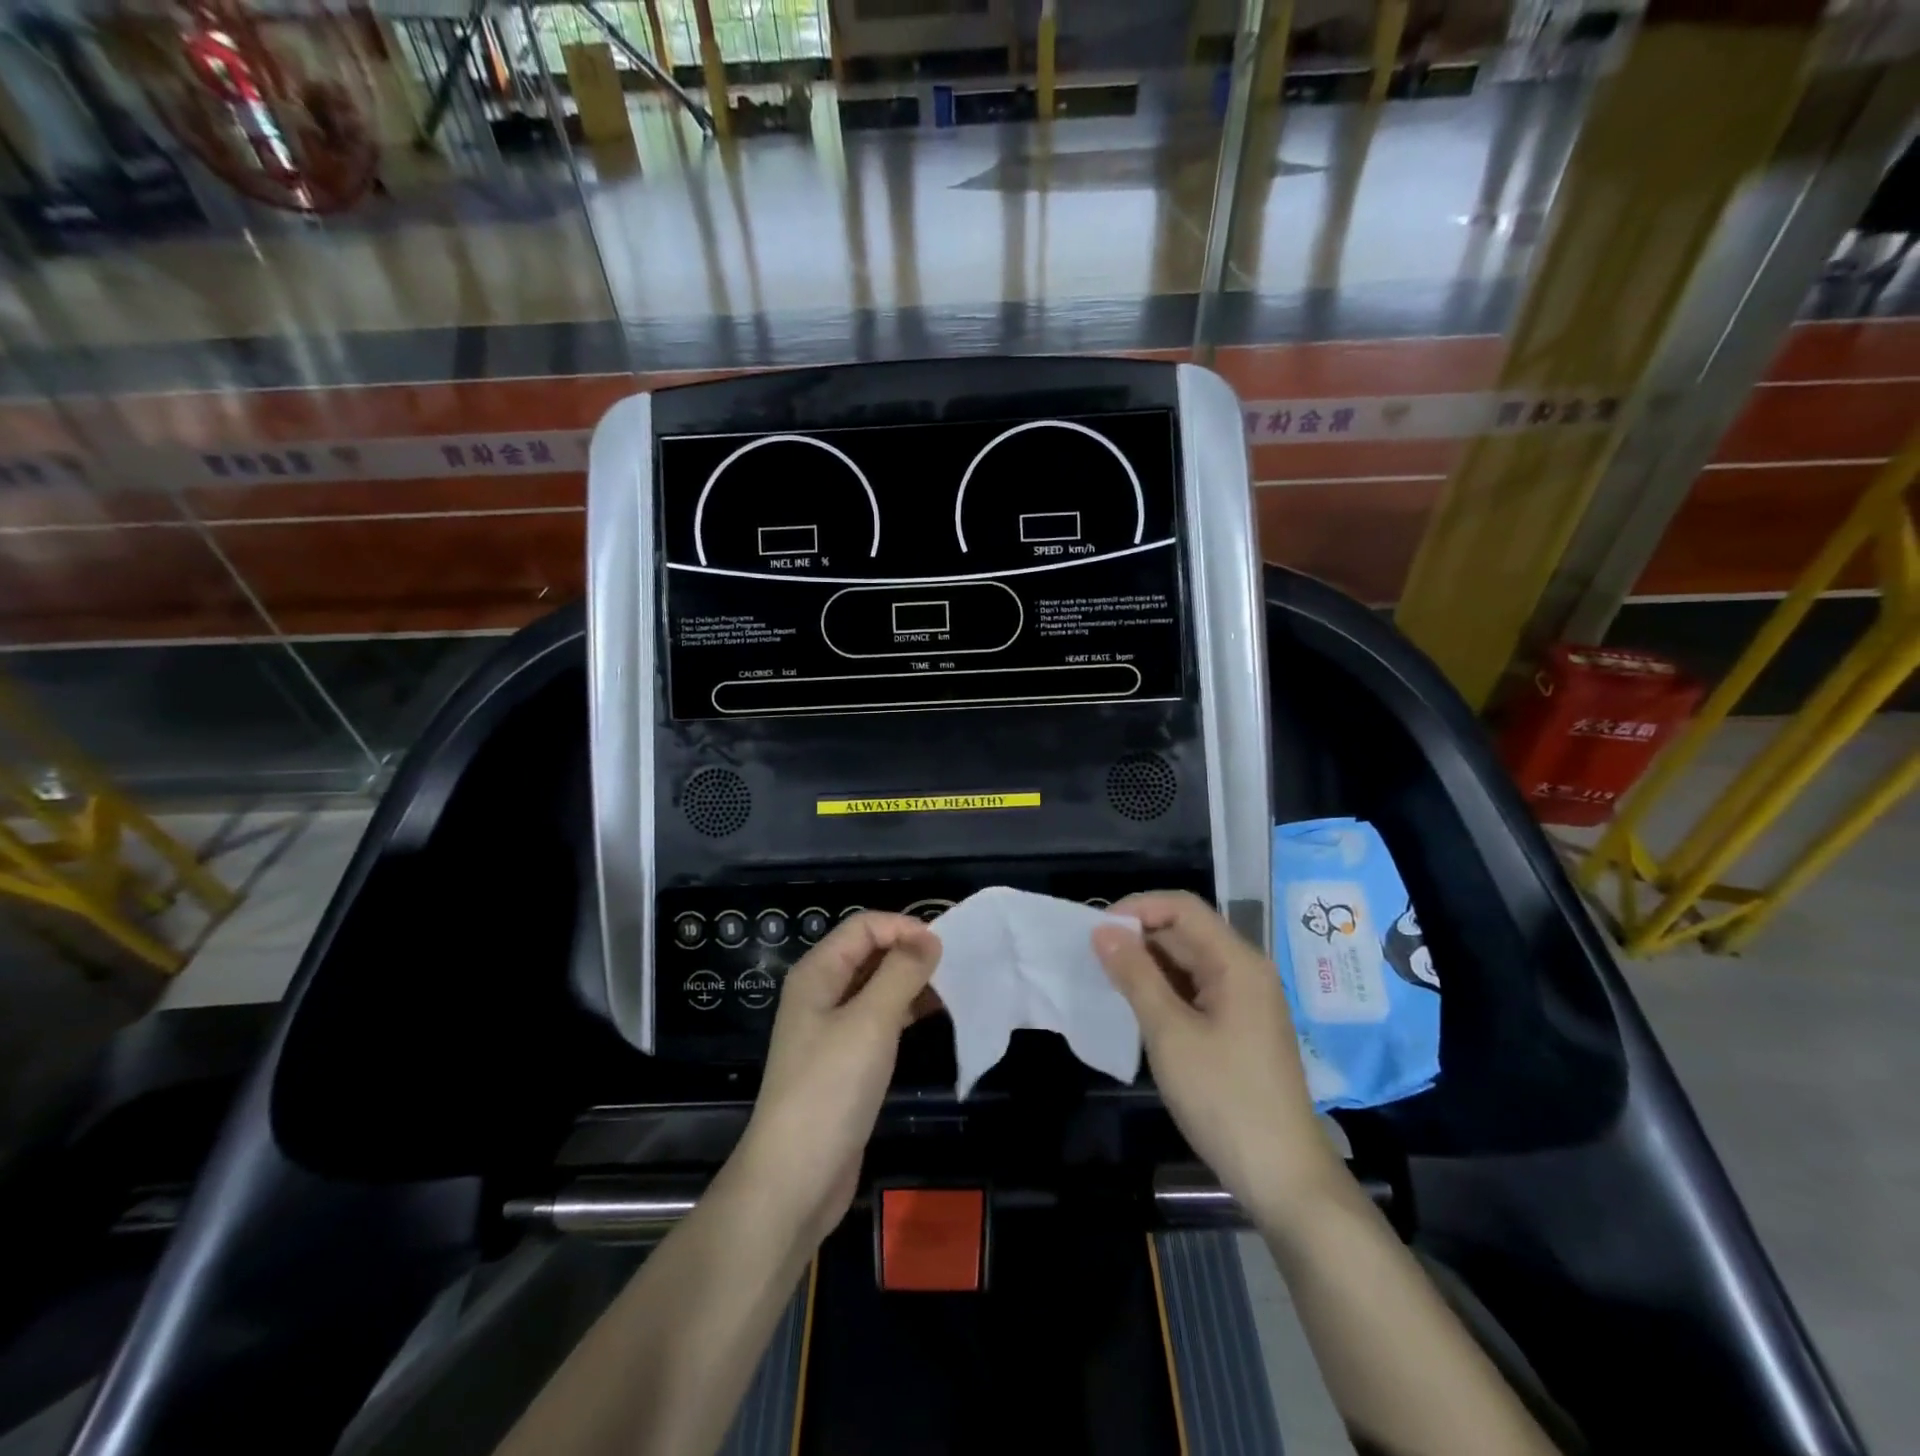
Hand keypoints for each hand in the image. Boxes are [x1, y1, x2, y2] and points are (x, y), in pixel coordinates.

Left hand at [730, 912, 940, 1245]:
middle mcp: (821, 993)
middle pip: (869, 952)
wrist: (795, 1179)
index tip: (943, 947)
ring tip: (953, 988)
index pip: (864, 926)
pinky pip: (879, 1019)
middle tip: (956, 965)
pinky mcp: (846, 1060)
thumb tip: (929, 937)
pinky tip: (935, 1016)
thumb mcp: (870, 1023)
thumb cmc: (830, 1090)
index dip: (903, 927)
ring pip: (877, 986)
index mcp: (817, 973)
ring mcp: (832, 1028)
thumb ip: (901, 973)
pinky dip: (905, 1011)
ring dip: (911, 981)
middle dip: (910, 951)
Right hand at [1093, 892, 1338, 1226]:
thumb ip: (1135, 975)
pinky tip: (1136, 1006)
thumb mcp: (1170, 1034)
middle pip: (1185, 932)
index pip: (1182, 908)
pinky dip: (1163, 989)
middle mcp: (1244, 971)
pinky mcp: (1239, 1026)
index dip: (1137, 908)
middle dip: (1138, 937)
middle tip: (1092, 958)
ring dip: (1148, 964)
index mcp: (1237, 962)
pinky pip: (1196, 989)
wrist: (1283, 1177)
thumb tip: (1102, 930)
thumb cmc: (1224, 1099)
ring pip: (1188, 961)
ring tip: (1106, 980)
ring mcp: (1244, 1000)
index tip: (1096, 931)